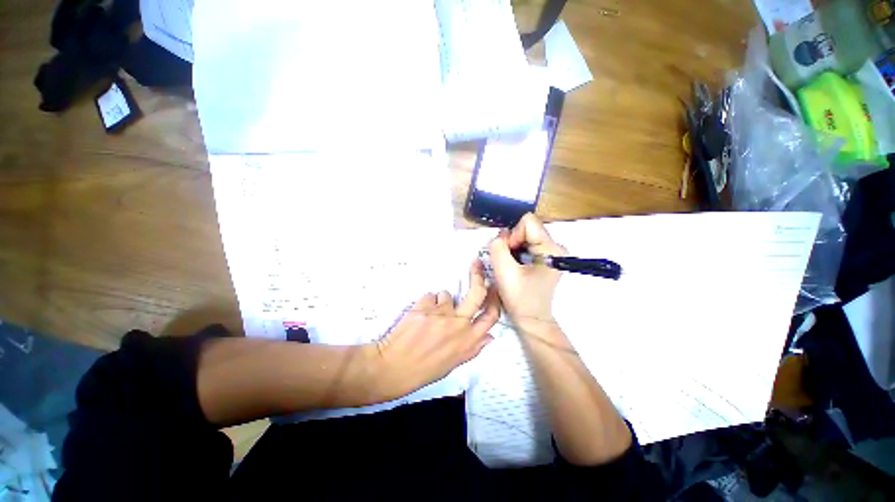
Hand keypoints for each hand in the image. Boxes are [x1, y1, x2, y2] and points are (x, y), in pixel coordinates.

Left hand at [372, 261, 498, 399]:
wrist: (393, 368)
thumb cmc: (424, 370)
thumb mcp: (453, 364)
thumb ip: (473, 348)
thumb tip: (490, 336)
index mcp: (468, 341)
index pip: (491, 316)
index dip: (495, 299)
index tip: (494, 287)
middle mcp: (458, 324)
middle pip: (477, 293)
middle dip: (478, 276)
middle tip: (476, 264)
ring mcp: (441, 314)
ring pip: (446, 294)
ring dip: (440, 301)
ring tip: (429, 315)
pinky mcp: (424, 307)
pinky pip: (429, 297)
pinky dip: (425, 304)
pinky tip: (418, 316)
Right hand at [488, 213, 565, 331]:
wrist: (532, 319)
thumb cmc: (520, 298)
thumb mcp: (503, 271)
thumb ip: (498, 247)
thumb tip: (501, 234)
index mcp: (551, 248)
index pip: (528, 222)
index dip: (513, 235)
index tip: (510, 255)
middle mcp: (556, 246)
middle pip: (527, 228)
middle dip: (512, 242)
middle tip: (509, 262)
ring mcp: (552, 251)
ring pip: (525, 236)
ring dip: (513, 248)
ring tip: (512, 266)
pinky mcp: (547, 257)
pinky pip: (527, 244)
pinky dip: (517, 252)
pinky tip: (516, 267)